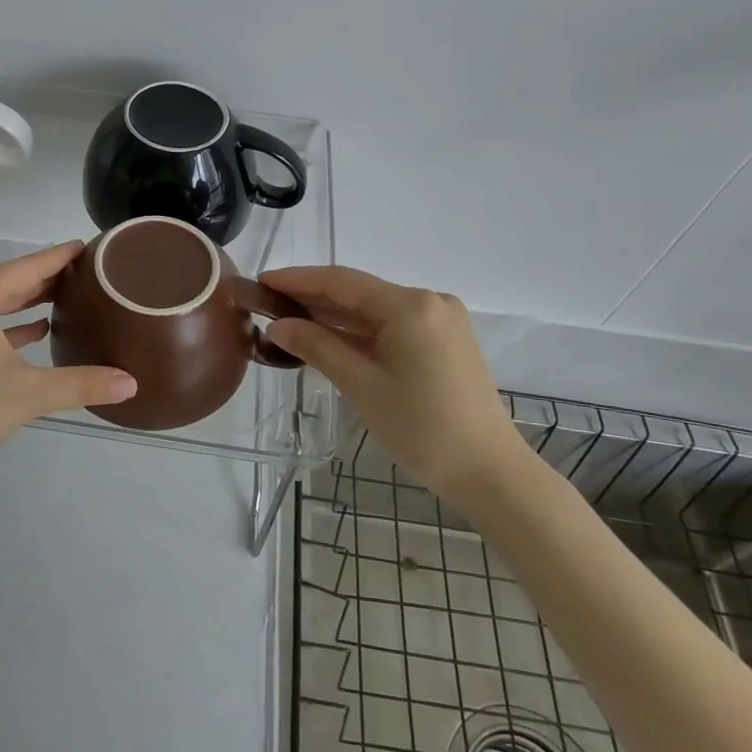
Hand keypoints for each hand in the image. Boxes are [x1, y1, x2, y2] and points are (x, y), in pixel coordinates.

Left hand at [0, 242, 136, 499]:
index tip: (85, 246)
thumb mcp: (27, 395)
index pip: (25, 268)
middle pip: (4, 282)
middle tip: (83, 275)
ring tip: (62, 299)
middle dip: (43, 280)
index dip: (58, 257)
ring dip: (22, 302)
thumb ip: (82, 384)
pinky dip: (0, 324)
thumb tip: (132, 384)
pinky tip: (31, 331)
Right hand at [261, 266, 526, 498]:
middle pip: (359, 293)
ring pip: (375, 311)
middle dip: (314, 298)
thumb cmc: (422, 428)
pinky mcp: (445, 341)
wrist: (490, 472)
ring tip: (290, 319)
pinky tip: (329, 337)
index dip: (298, 280)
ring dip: (335, 316)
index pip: (342, 281)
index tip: (262, 280)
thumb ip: (317, 347)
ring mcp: (441, 321)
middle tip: (269, 303)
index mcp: (410, 305)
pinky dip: (360, 332)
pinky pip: (392, 326)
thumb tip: (277, 326)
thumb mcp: (361, 385)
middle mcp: (429, 302)